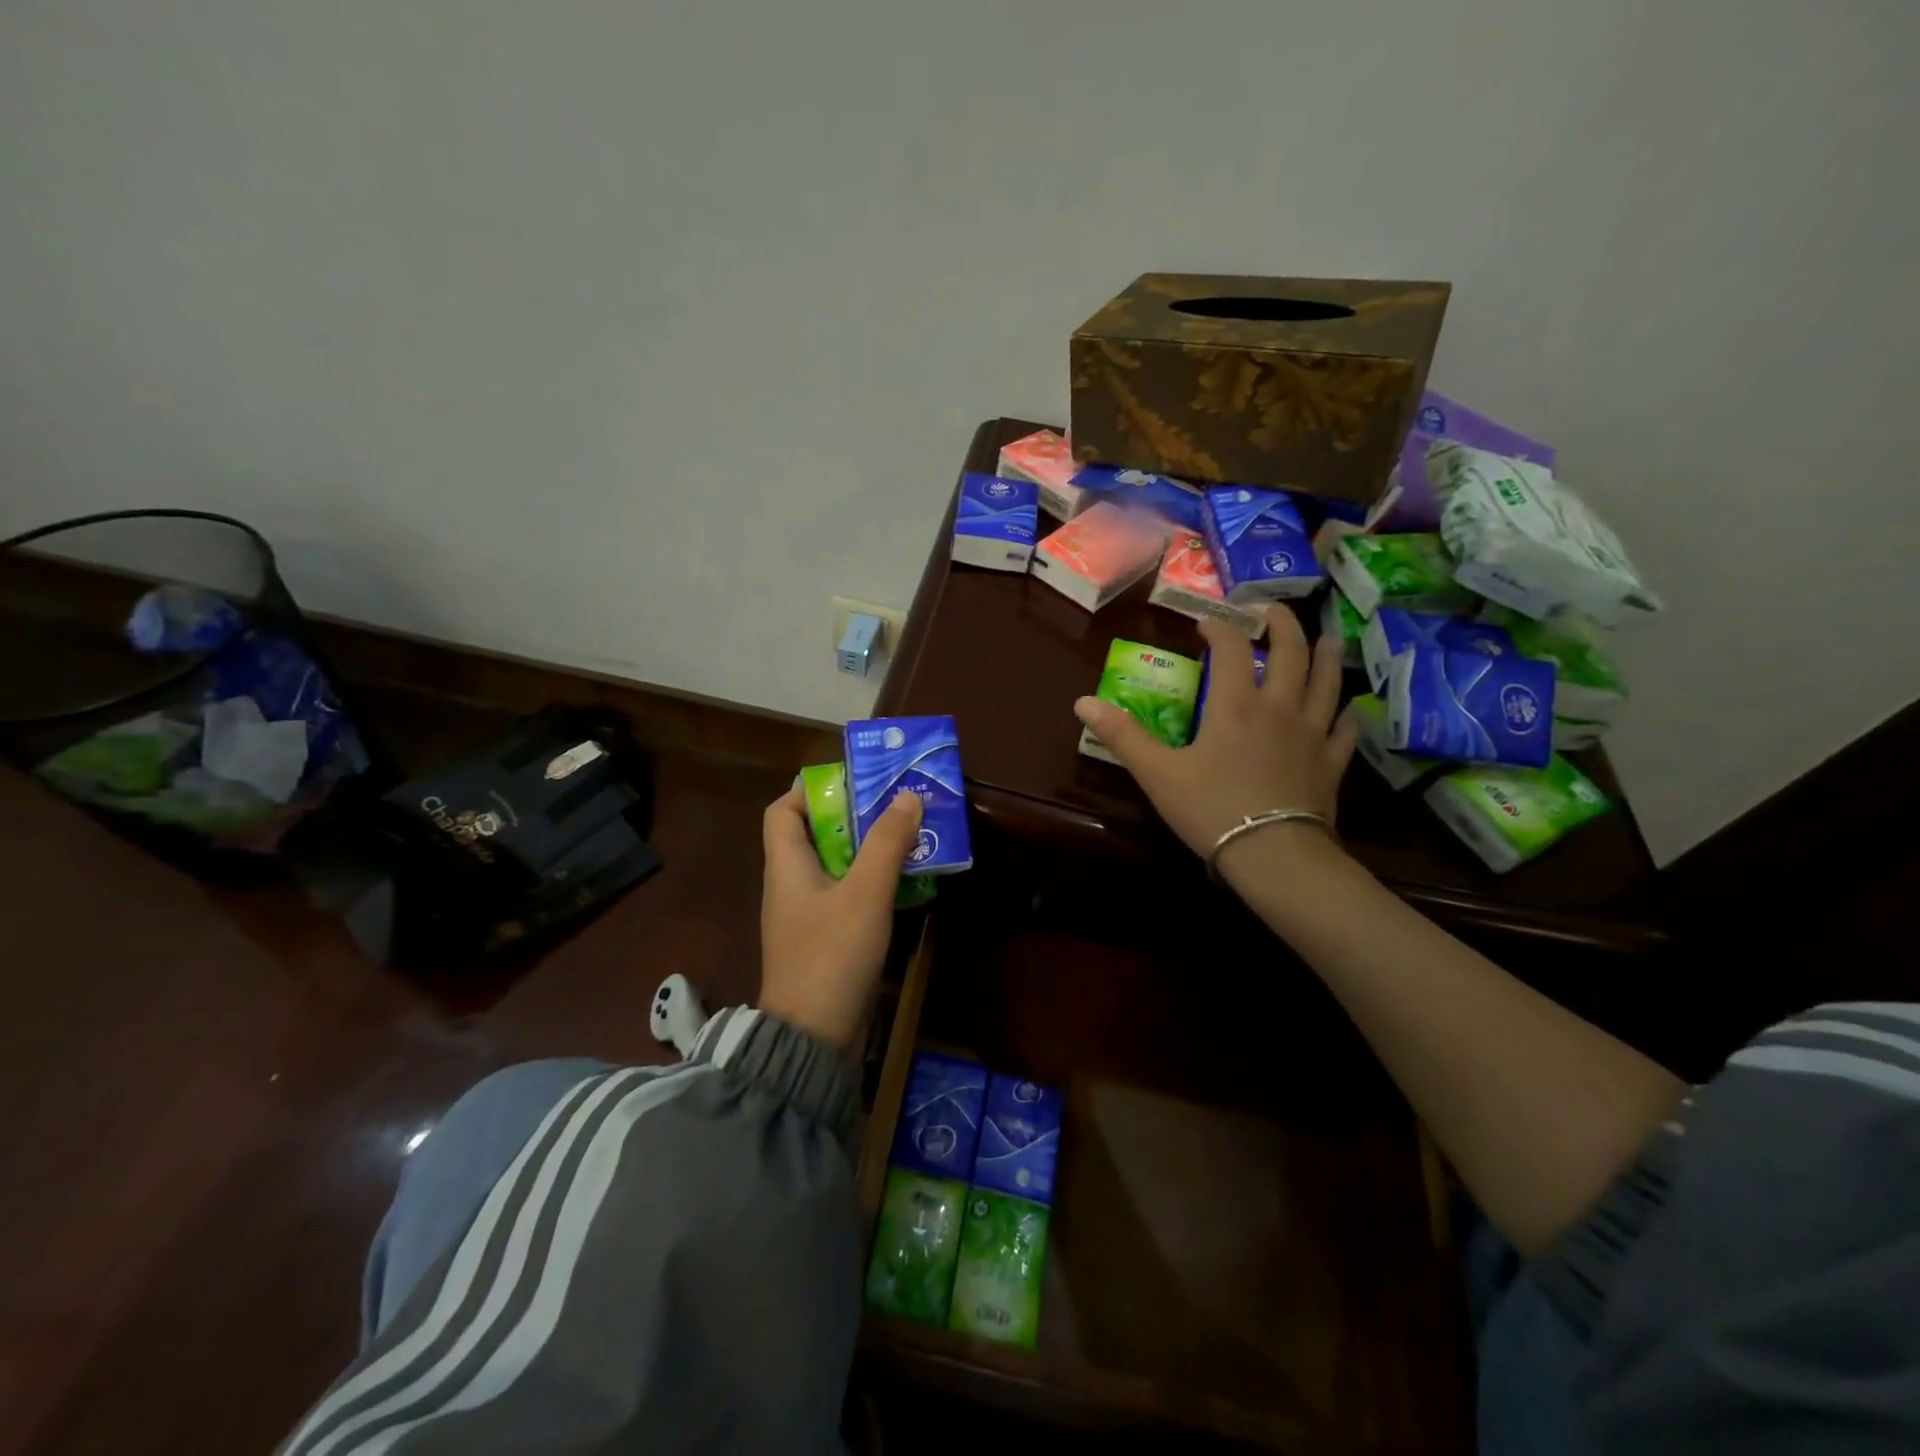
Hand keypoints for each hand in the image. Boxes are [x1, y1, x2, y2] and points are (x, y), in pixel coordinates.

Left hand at [758, 782, 922, 1050]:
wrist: (813, 1039)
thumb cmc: (831, 954)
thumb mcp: (864, 893)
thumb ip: (887, 842)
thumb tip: (908, 796)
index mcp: (786, 866)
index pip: (781, 811)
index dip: (809, 790)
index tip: (852, 782)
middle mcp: (791, 885)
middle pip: (815, 835)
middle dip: (854, 817)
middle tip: (896, 804)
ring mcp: (807, 916)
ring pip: (836, 867)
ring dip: (869, 850)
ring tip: (909, 835)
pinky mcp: (825, 941)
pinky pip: (847, 897)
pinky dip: (872, 883)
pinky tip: (905, 882)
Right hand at [1073, 607, 1355, 861]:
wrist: (1273, 856)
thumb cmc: (1211, 810)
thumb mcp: (1157, 773)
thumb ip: (1122, 736)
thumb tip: (1082, 702)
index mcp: (1235, 706)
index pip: (1230, 649)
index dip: (1218, 628)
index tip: (1205, 623)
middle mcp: (1278, 708)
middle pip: (1290, 653)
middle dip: (1280, 625)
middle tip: (1270, 610)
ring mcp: (1311, 735)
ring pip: (1326, 683)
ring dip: (1325, 656)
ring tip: (1325, 638)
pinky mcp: (1330, 765)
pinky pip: (1343, 731)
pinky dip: (1345, 714)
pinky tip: (1346, 710)